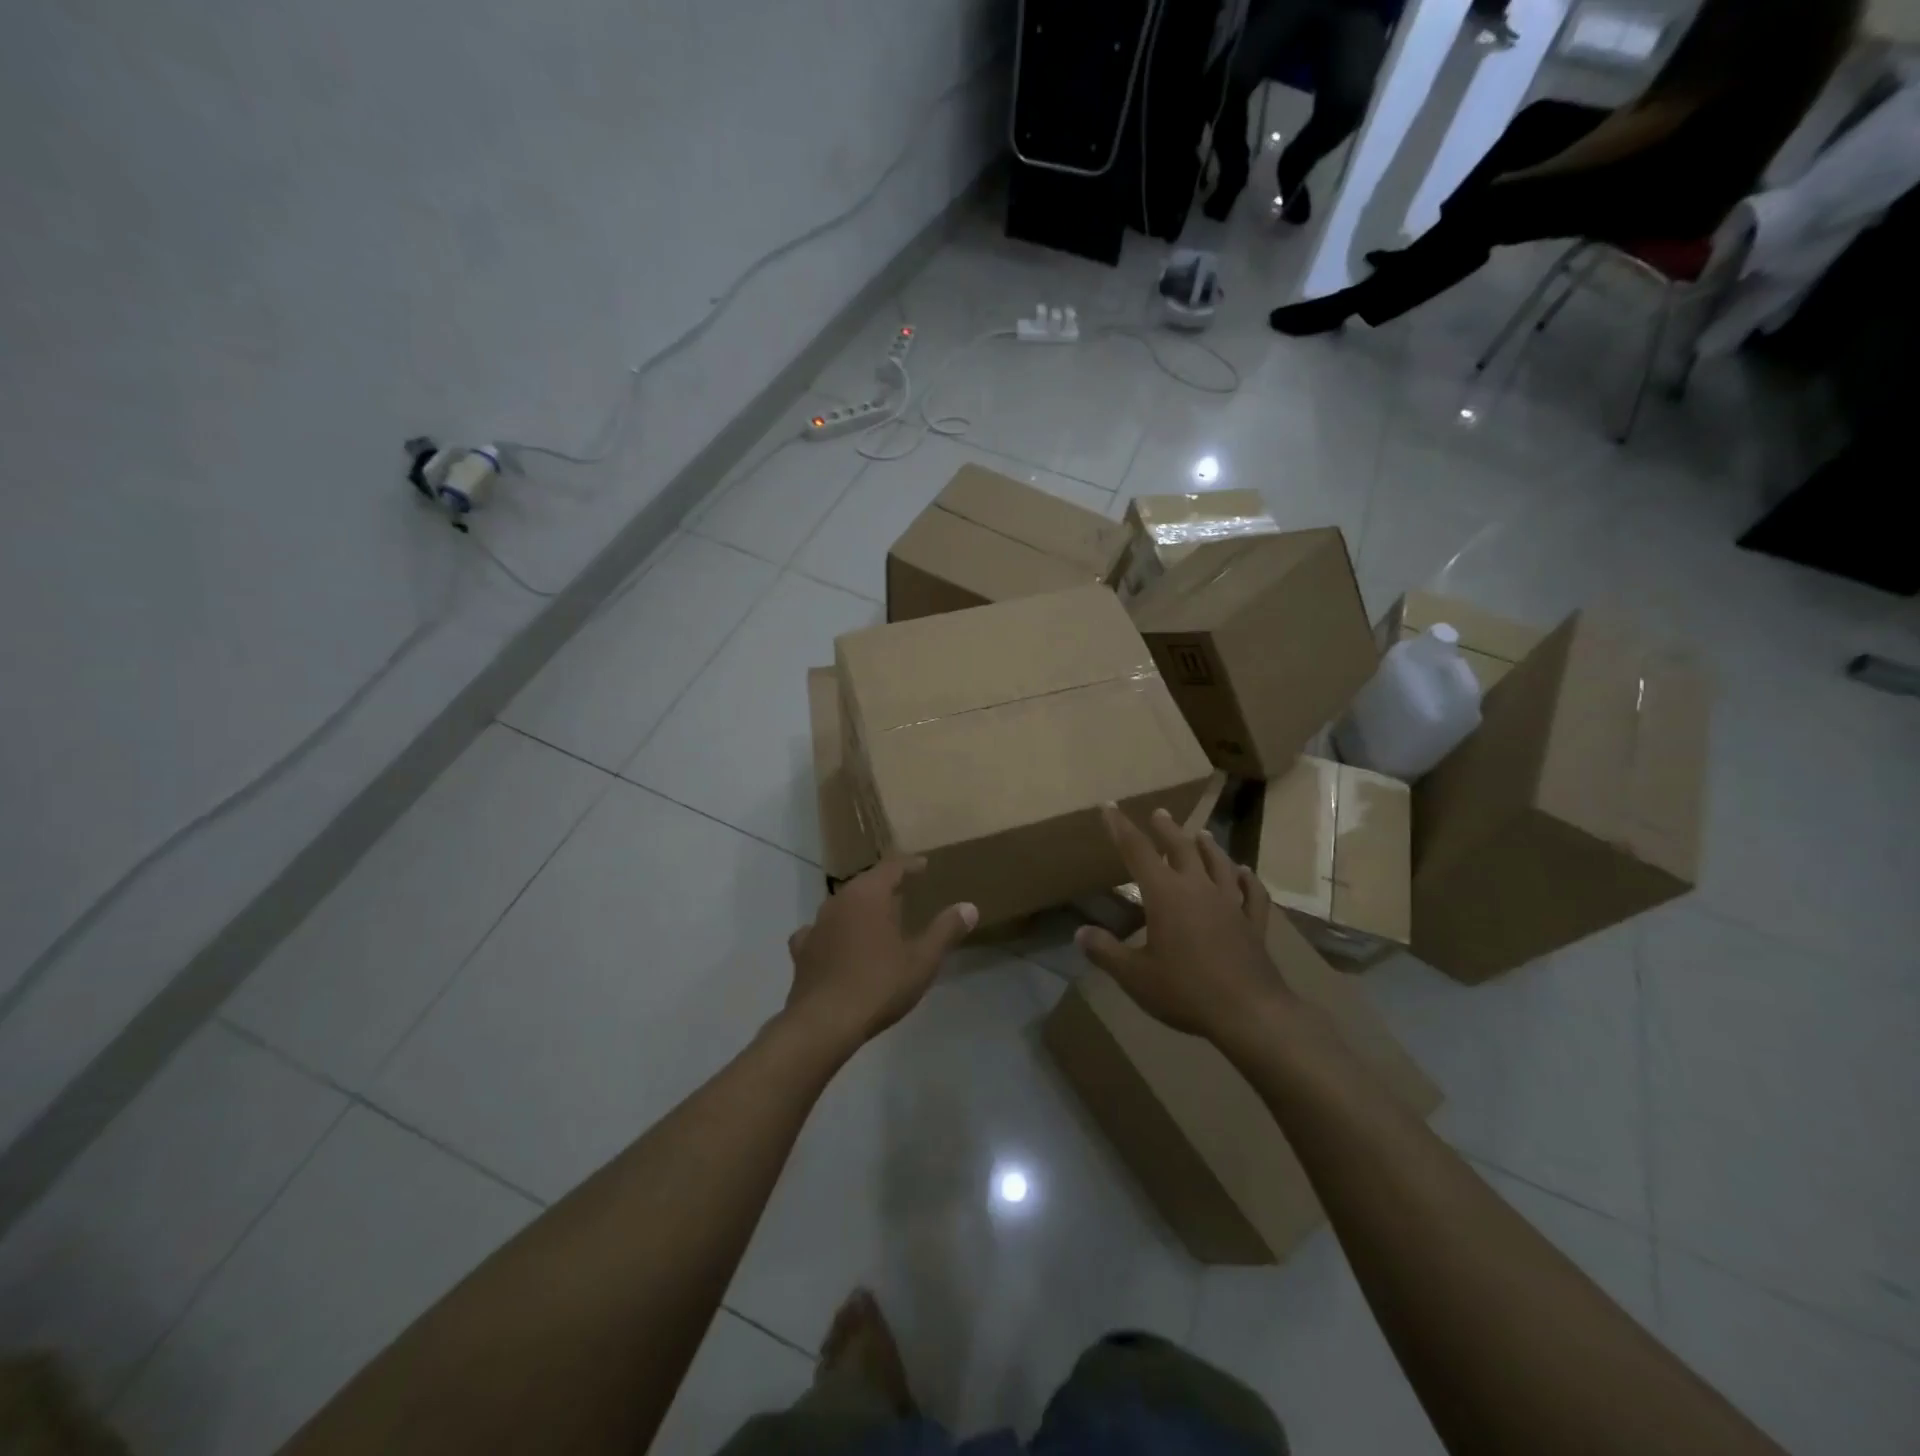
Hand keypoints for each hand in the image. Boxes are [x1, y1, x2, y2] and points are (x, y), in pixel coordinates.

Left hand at [783, 858, 976, 1047]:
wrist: (824, 1022)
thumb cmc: (879, 985)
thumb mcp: (922, 960)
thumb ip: (946, 930)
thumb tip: (969, 907)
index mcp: (869, 895)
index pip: (892, 867)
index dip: (910, 865)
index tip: (923, 865)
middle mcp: (839, 900)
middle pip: (865, 883)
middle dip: (886, 885)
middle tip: (905, 892)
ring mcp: (817, 924)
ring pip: (843, 905)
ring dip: (861, 907)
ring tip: (877, 918)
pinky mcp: (802, 950)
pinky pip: (821, 931)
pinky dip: (834, 932)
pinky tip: (838, 943)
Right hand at [1075, 804, 1292, 1042]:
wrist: (1249, 1013)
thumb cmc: (1185, 990)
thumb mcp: (1134, 976)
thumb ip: (1106, 951)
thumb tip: (1081, 932)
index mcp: (1165, 895)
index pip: (1137, 851)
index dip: (1121, 828)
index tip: (1110, 807)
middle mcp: (1198, 889)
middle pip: (1181, 849)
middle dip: (1166, 829)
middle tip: (1159, 813)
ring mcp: (1230, 905)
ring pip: (1218, 864)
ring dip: (1207, 846)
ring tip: (1200, 833)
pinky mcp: (1253, 924)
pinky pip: (1252, 893)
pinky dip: (1247, 879)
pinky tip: (1245, 872)